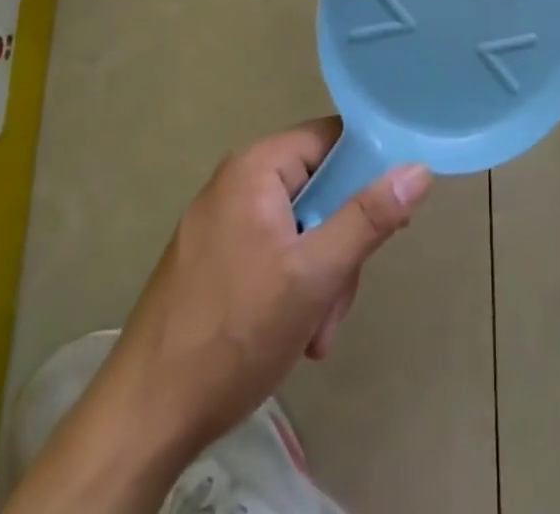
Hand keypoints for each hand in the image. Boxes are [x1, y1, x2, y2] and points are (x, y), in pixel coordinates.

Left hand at [99, 119, 432, 457]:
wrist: (141, 421)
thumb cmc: (233, 335)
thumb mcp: (315, 275)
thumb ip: (369, 218)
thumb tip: (419, 169)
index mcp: (257, 166)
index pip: (333, 139)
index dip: (368, 172)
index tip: (390, 217)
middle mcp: (237, 181)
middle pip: (320, 187)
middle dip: (340, 244)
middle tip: (339, 297)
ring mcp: (222, 221)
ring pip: (302, 226)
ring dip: (321, 276)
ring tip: (315, 332)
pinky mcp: (214, 258)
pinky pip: (274, 250)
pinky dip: (293, 286)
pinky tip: (294, 334)